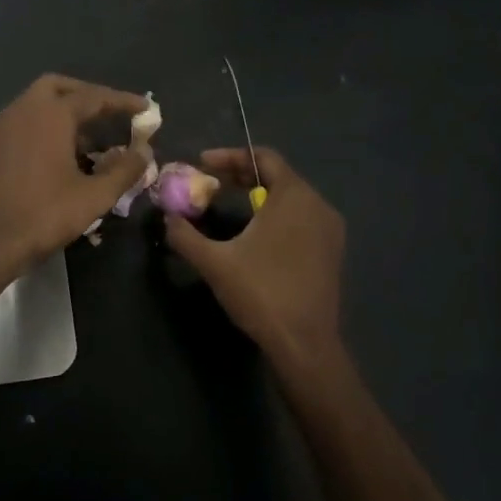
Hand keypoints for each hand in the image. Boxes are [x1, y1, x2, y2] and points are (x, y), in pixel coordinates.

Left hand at [0, 74, 150, 288]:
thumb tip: (143, 152)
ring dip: (63, 114)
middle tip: (109, 113)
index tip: (145, 107)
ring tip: (89, 143)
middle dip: (86, 95)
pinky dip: (43, 129)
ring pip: (36, 105)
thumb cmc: (43, 216)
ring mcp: (1, 129)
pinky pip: (22, 125)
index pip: (93, 97)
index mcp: (50, 115)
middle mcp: (22, 112)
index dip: (122, 102)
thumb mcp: (94, 197)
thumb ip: (124, 170)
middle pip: (57, 87)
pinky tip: (57, 159)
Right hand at [164, 148, 345, 368]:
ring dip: (259, 194)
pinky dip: (277, 214)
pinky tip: (256, 232)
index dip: (230, 156)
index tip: (202, 163)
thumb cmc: (261, 293)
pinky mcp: (332, 251)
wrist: (305, 344)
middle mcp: (318, 205)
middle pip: (278, 175)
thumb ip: (185, 235)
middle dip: (242, 174)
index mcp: (294, 197)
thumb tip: (168, 217)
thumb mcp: (214, 262)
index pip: (264, 157)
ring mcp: (330, 229)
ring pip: (291, 197)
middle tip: (212, 182)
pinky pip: (302, 217)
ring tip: (230, 203)